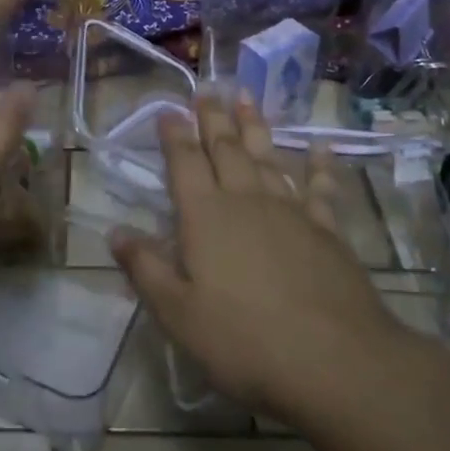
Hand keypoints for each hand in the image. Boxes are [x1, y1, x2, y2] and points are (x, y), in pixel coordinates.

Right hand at [113, 94, 405, 421]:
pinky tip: (321, 148)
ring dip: (255, 127)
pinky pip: (320, 187)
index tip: (168, 109)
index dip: (175, 135)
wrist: (334, 361)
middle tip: (207, 90)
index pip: (185, 163)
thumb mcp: (178, 314)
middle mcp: (246, 200)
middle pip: (226, 149)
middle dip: (213, 118)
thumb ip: (146, 269)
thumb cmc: (244, 341)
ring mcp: (291, 211)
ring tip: (246, 99)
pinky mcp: (327, 229)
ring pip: (268, 157)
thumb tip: (115, 232)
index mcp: (206, 217)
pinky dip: (319, 165)